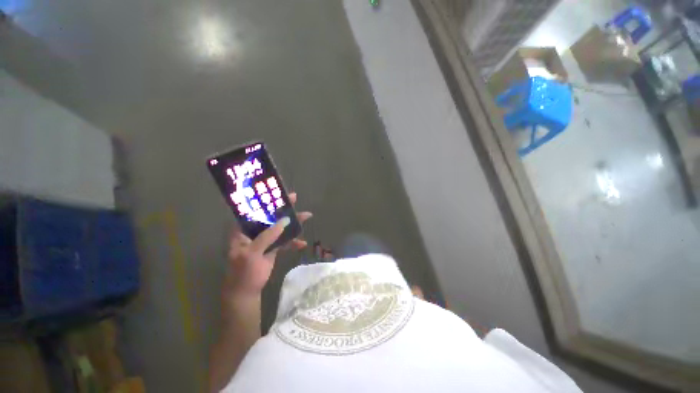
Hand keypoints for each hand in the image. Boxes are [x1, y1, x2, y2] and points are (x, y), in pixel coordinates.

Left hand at [223, 193, 311, 300]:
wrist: (246, 293)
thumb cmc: (243, 273)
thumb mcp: (252, 253)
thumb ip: (268, 236)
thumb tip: (285, 220)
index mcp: (242, 230)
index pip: (254, 211)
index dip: (265, 201)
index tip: (278, 193)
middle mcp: (253, 232)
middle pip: (270, 217)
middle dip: (284, 209)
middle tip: (296, 200)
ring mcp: (264, 240)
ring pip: (280, 228)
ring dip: (293, 224)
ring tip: (307, 217)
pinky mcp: (272, 248)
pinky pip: (284, 241)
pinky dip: (293, 242)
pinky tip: (302, 243)